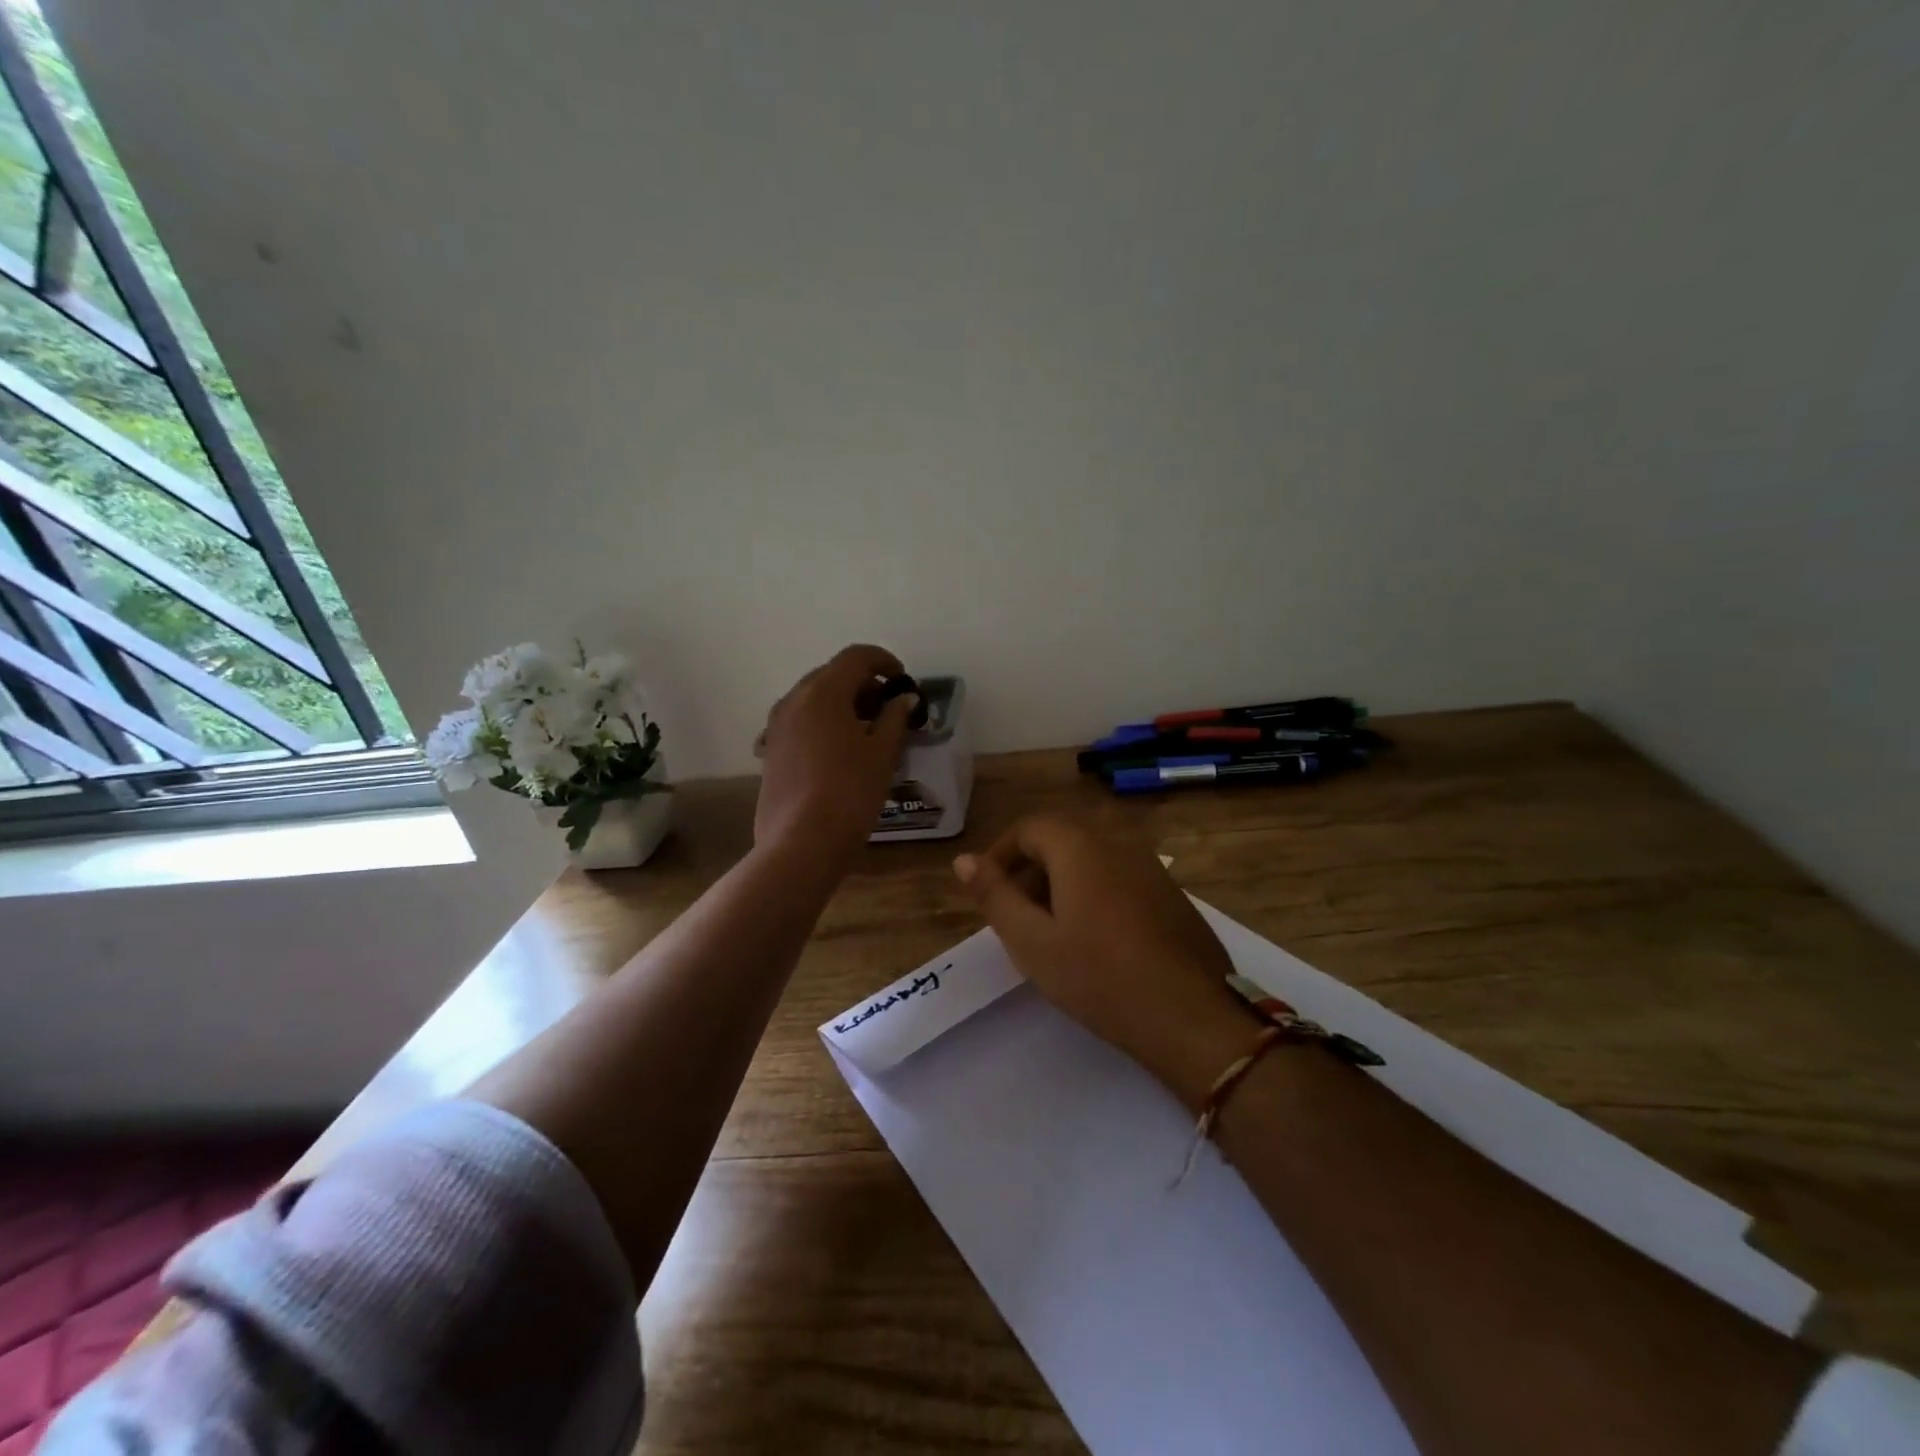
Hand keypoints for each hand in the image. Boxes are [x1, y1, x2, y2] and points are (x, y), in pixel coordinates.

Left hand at [754, 644, 917, 864]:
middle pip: (831, 674)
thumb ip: (894, 718)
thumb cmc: (850, 791)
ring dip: (841, 703)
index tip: (902, 679)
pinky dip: (822, 723)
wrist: (802, 842)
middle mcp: (794, 700)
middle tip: (889, 706)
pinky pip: (800, 722)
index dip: (883, 660)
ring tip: (867, 729)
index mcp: (823, 692)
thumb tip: (903, 699)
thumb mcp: (882, 753)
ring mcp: (776, 726)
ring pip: (813, 698)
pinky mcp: (770, 751)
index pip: (855, 657)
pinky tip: (838, 749)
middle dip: (862, 683)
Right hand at [954, 815, 1262, 1107]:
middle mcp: (1118, 845)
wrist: (1192, 1018)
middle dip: (1029, 873)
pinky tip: (1095, 944)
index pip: (1029, 828)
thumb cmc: (1099, 977)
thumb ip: (994, 895)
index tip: (987, 894)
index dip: (1000, 855)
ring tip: (1050, 935)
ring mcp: (1151, 870)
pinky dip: (1093, 897)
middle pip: (1061, 842)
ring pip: (1091, 863)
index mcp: (1081, 847)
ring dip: (1061, 887)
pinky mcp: (1172, 897)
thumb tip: (963, 860)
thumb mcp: (1032, 941)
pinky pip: (1119, 881)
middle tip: (1014, 919)